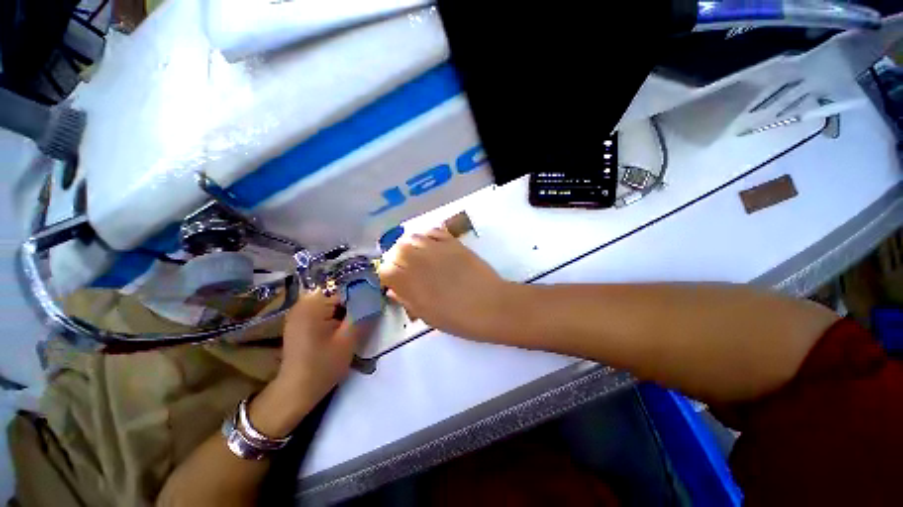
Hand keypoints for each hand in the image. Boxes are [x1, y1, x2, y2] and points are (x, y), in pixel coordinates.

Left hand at [249, 291, 362, 437]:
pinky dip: (336, 316)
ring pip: (333, 303)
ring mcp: (300, 312)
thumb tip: (378, 296)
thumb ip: (364, 314)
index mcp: (313, 304)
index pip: (345, 289)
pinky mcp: (301, 321)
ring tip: (354, 325)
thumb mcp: (349, 339)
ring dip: (346, 311)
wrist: (296, 392)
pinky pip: (324, 310)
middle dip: (354, 304)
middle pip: (338, 294)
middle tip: (366, 317)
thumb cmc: (323, 366)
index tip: (375, 305)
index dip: (362, 295)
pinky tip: (342, 330)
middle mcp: (303, 303)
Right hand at [379, 227, 510, 339]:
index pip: (385, 269)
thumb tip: (393, 290)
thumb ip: (407, 300)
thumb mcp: (428, 316)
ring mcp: (437, 249)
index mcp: (411, 283)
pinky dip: (427, 236)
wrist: (491, 305)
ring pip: (412, 237)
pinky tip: (430, 246)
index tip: (392, 281)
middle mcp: (420, 261)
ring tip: (416, 255)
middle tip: (404, 267)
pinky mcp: (453, 242)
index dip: (386, 274)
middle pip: (396, 249)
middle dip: (395, 258)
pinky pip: (433, 231)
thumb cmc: (459, 318)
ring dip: (409, 246)